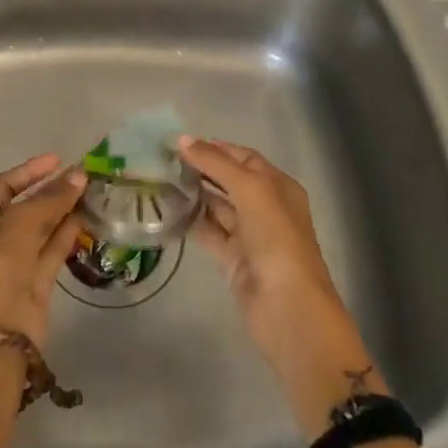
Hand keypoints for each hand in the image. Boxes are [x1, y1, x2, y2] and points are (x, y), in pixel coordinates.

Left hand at [0, 154, 88, 345]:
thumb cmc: (0, 262)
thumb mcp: (24, 221)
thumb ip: (53, 197)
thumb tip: (79, 175)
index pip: (5, 185)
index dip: (31, 171)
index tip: (58, 159)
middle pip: (25, 206)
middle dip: (51, 191)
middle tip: (81, 177)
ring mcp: (15, 261)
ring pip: (42, 228)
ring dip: (63, 211)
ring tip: (90, 193)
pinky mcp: (35, 281)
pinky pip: (52, 250)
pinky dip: (67, 234)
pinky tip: (86, 218)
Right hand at [180, 136, 384, 433]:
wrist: (287, 308)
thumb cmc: (276, 238)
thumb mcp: (250, 190)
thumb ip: (215, 163)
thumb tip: (182, 139)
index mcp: (278, 186)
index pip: (244, 157)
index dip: (215, 148)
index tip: (181, 143)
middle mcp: (265, 207)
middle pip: (229, 180)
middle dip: (201, 169)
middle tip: (164, 159)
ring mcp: (249, 235)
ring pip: (217, 206)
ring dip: (193, 193)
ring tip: (160, 179)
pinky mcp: (233, 259)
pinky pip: (208, 232)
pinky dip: (191, 221)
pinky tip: (167, 209)